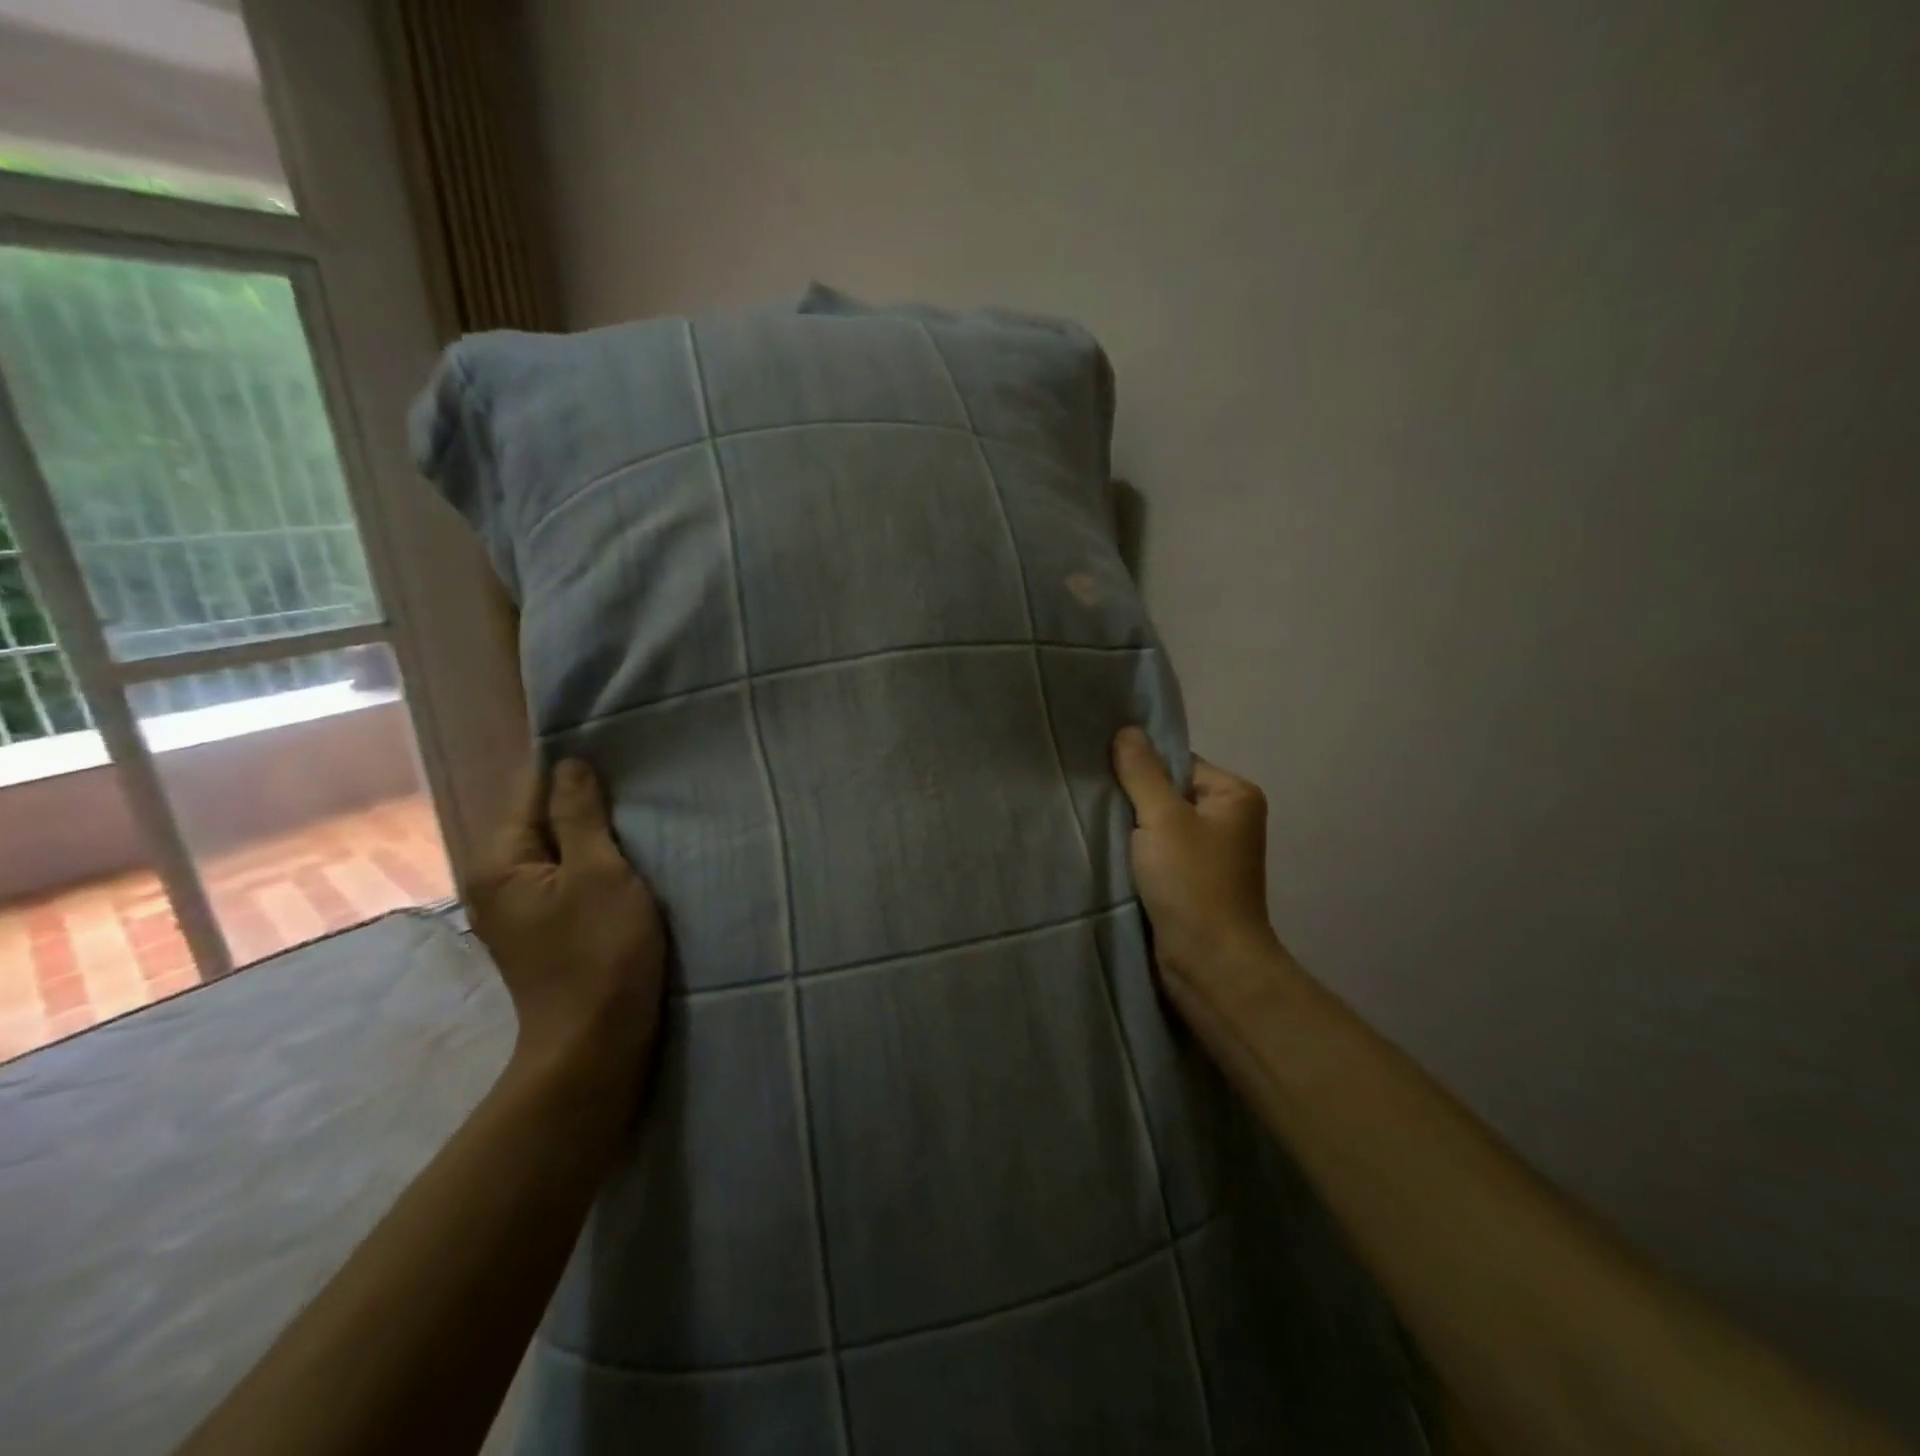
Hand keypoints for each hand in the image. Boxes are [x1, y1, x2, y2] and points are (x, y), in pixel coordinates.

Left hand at [469, 759, 667, 1083]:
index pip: (531, 789)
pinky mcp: (548, 927)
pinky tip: (630, 856)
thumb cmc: (600, 951)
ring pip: (562, 848)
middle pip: (544, 819)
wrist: (597, 1042)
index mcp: (499, 861)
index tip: (618, 751)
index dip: (572, 768)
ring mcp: (522, 907)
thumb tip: (569, 763)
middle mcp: (499, 879)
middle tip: (638, 781)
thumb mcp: (599, 872)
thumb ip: (581, 814)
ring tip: (640, 811)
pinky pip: (570, 876)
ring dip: (596, 832)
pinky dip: (597, 861)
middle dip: (587, 800)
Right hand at [1110, 727, 1281, 983]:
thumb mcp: (1162, 818)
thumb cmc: (1192, 883)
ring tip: (1097, 827)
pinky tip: (1110, 855)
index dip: (1140, 768)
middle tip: (1093, 799)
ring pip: (1159, 825)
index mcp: (1234, 794)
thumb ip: (1141, 773)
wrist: (1209, 964)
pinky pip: (1158, 853)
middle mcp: (1228, 819)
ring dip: (1130, 829)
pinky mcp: (1192, 881)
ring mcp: (1211, 853)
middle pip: (1167, 792)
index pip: (1177, 763)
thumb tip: (1127, 729)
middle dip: (1132, 799)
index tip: (1102, 774)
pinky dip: (1136, 853)